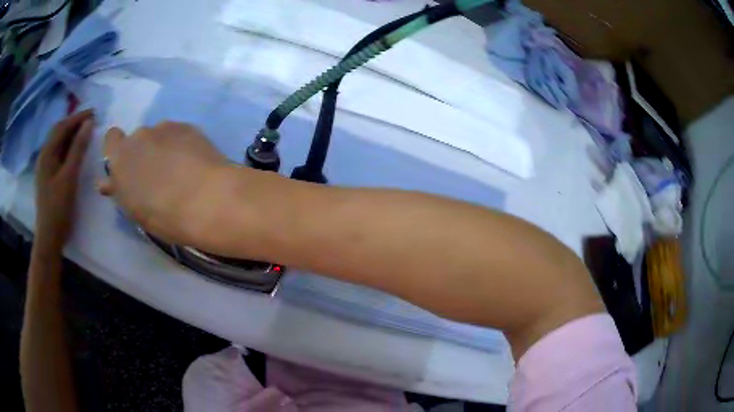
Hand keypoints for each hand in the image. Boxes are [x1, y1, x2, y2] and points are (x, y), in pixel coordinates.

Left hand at [35, 110, 93, 251]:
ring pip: (59, 143)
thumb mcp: (69, 177)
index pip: (62, 126)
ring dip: (72, 135)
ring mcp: (46, 167)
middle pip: (59, 132)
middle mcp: (44, 156)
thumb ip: (78, 149)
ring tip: (86, 132)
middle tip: (91, 121)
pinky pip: (59, 154)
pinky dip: (69, 147)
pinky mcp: (49, 177)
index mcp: (46, 154)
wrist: (49, 238)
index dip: (77, 117)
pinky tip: (76, 150)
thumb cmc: (58, 208)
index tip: (94, 113)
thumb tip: (89, 123)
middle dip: (74, 123)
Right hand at [98, 122, 231, 246]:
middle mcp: (140, 135)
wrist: (206, 200)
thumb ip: (119, 189)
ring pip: (159, 135)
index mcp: (120, 157)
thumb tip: (106, 182)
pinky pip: (178, 133)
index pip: (111, 139)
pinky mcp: (188, 126)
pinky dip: (181, 145)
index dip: (118, 149)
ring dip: (163, 147)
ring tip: (179, 171)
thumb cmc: (163, 215)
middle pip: (138, 139)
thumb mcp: (133, 209)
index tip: (127, 165)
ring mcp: (165, 127)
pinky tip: (193, 163)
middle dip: (143, 152)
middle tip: (157, 175)